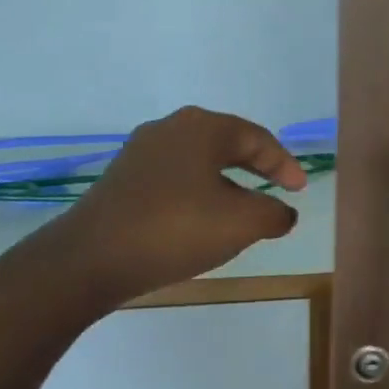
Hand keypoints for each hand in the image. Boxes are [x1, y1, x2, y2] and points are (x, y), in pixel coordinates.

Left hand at [62, 106, 306, 300]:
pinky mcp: (122, 179)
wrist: (88, 260)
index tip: (299, 190)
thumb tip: (283, 213)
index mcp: (203, 128)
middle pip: (227, 143)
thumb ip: (275, 213)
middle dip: (257, 167)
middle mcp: (170, 129)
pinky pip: (175, 177)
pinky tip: (202, 219)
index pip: (258, 138)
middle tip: (278, 189)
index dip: (284, 164)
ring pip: (199, 161)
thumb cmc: (175, 229)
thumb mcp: (243, 223)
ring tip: (243, 208)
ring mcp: (141, 153)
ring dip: (227, 182)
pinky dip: (199, 192)